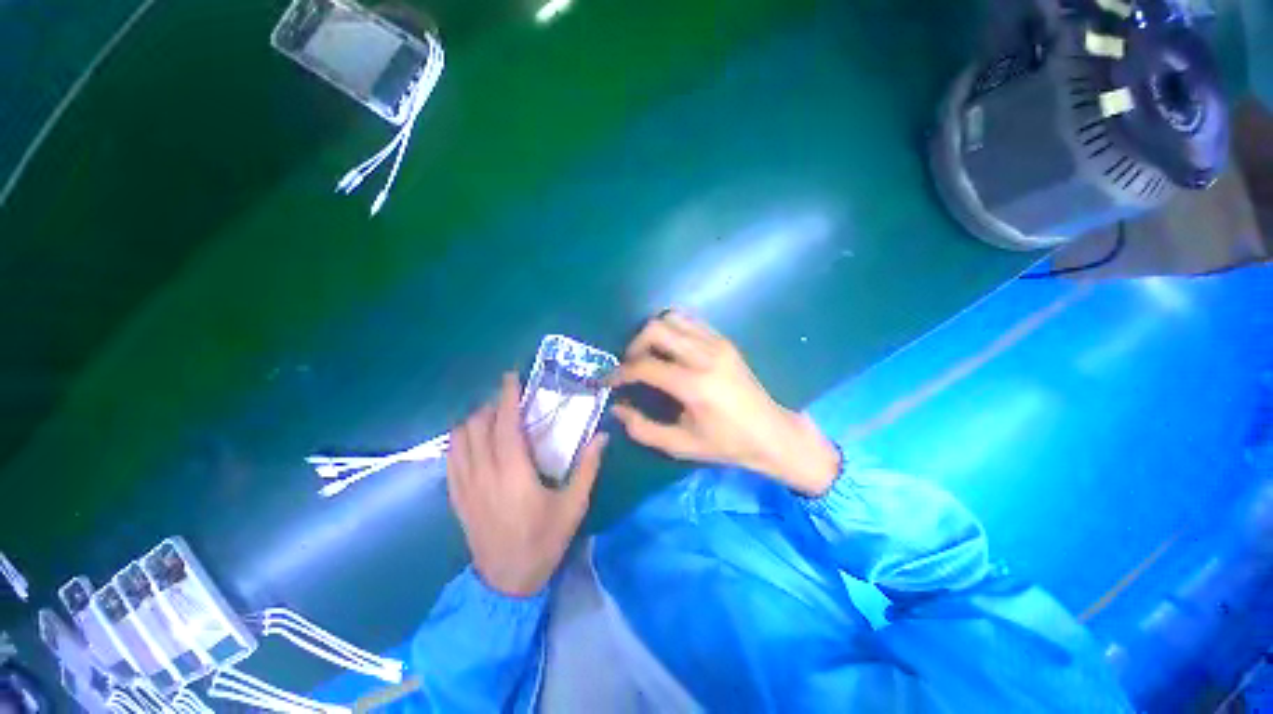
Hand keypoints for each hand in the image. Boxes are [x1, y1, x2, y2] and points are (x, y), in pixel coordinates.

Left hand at [448, 373, 607, 596]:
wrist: (506, 582)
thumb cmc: (544, 540)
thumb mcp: (574, 505)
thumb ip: (588, 467)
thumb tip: (603, 436)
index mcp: (514, 473)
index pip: (505, 424)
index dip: (506, 397)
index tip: (510, 377)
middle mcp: (484, 474)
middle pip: (477, 425)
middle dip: (490, 405)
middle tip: (508, 399)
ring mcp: (465, 486)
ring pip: (458, 439)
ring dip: (474, 420)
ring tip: (491, 416)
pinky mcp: (456, 497)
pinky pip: (450, 458)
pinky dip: (460, 440)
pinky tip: (473, 439)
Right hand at [609, 311, 839, 495]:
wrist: (771, 432)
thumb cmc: (727, 444)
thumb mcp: (681, 445)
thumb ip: (643, 428)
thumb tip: (617, 408)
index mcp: (695, 385)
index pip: (645, 366)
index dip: (621, 373)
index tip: (609, 381)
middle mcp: (705, 356)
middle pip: (656, 329)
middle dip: (634, 346)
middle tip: (630, 366)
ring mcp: (717, 343)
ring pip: (672, 318)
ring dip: (653, 334)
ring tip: (649, 356)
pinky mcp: (724, 340)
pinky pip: (689, 322)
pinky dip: (672, 330)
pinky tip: (671, 351)